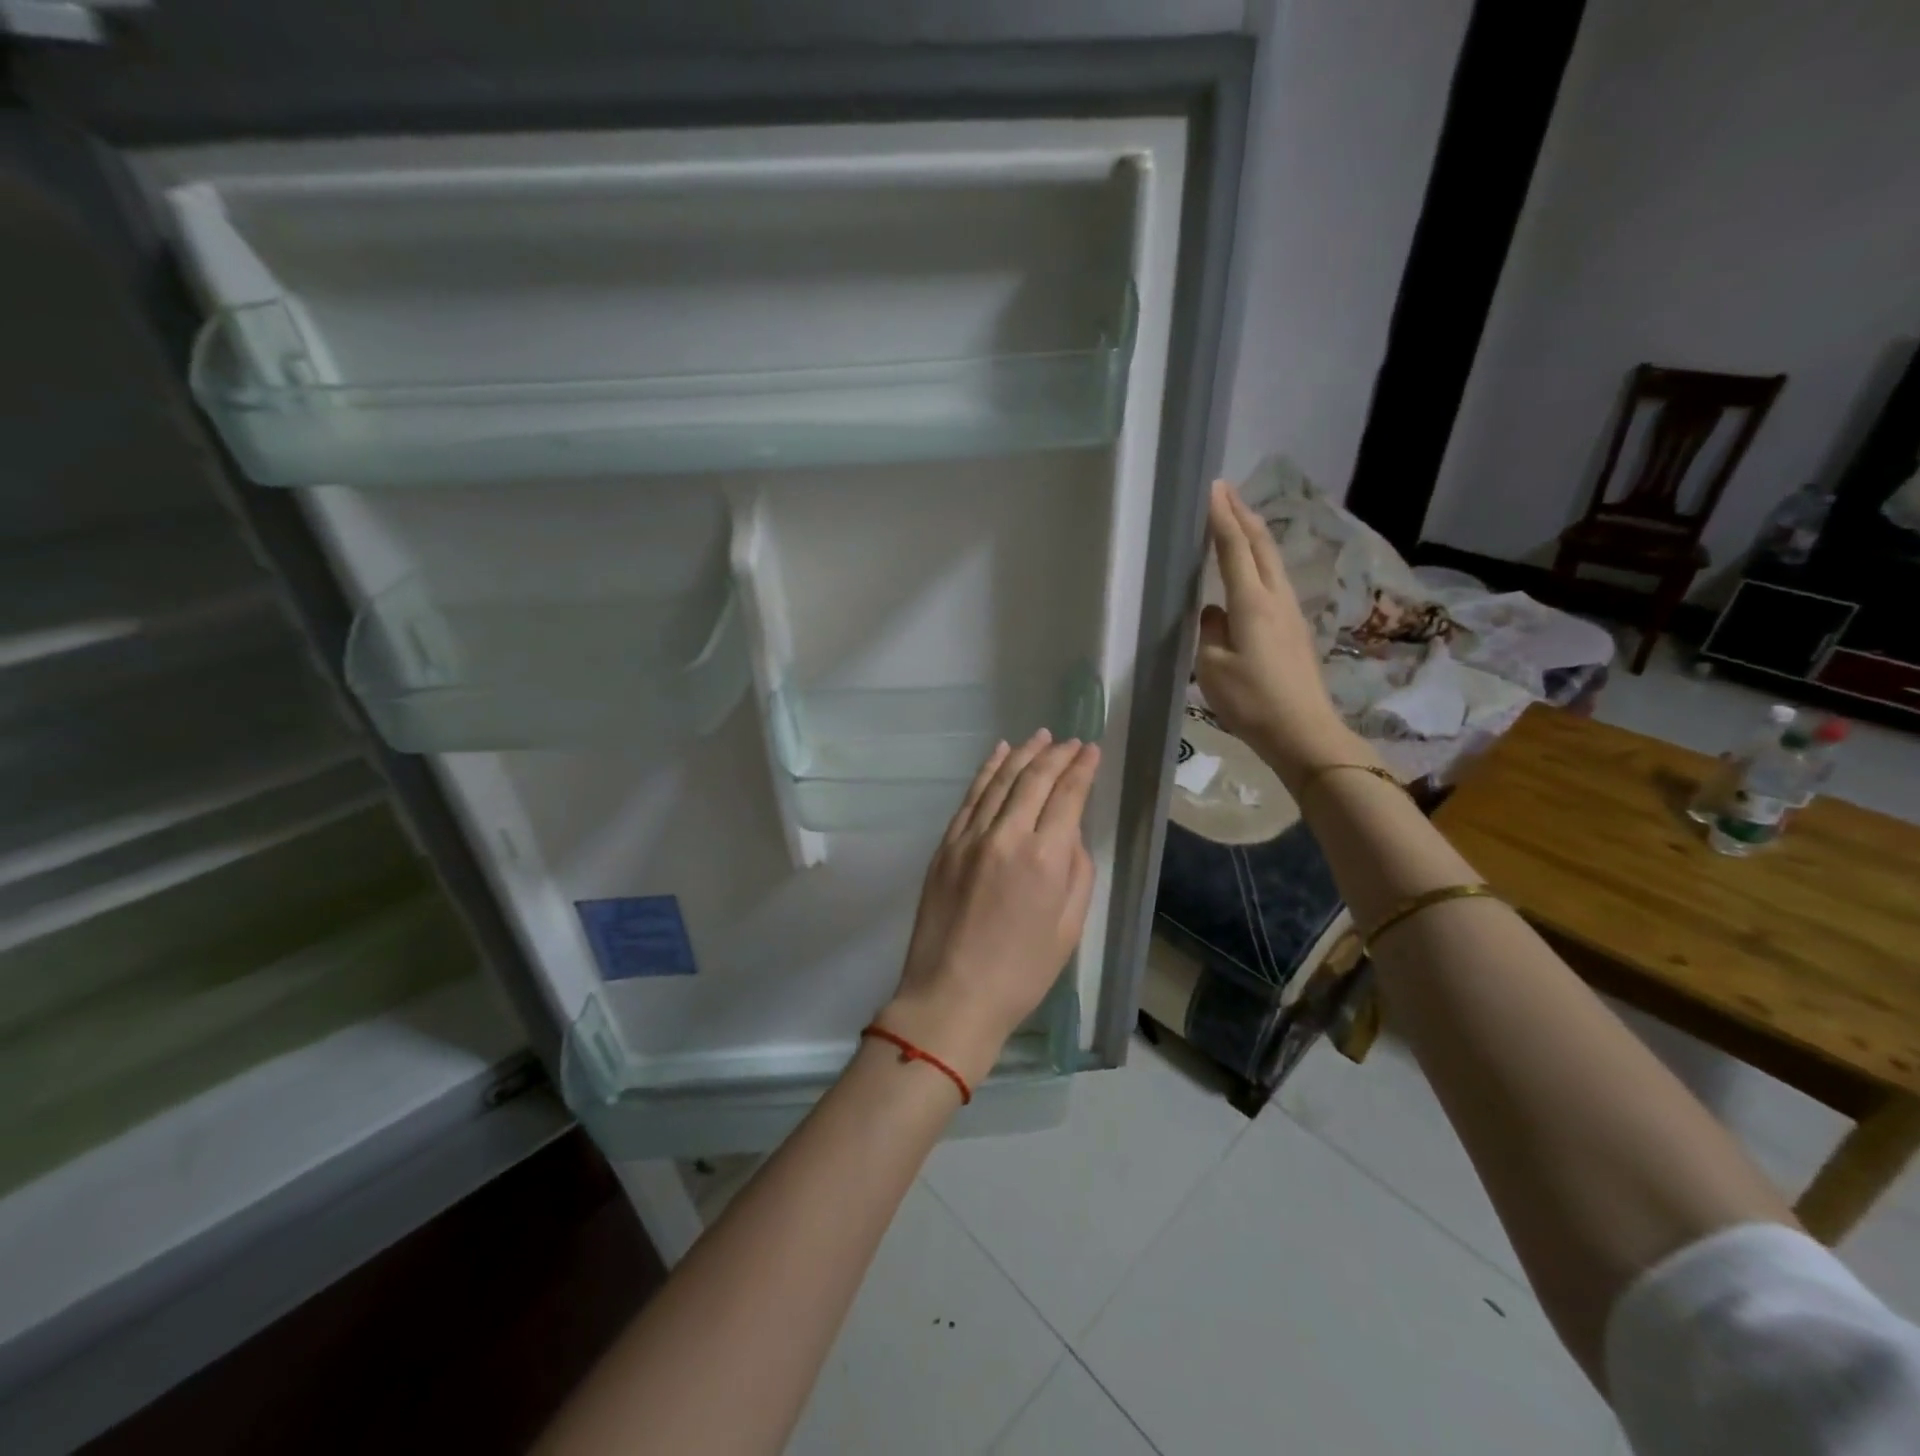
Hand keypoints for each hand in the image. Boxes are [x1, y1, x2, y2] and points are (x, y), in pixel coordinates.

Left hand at [878, 730, 1100, 1087]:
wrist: (952, 995)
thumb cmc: (1021, 973)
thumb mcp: (1069, 927)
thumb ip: (1077, 871)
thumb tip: (1070, 833)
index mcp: (1045, 858)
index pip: (1067, 796)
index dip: (1082, 769)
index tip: (1091, 750)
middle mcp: (1006, 836)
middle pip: (1033, 779)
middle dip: (1056, 754)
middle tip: (1071, 741)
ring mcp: (969, 837)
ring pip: (999, 780)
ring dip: (1022, 754)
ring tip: (1040, 736)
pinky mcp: (945, 845)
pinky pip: (970, 797)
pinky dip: (986, 771)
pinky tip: (998, 755)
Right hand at [1195, 479, 1362, 787]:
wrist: (1303, 732)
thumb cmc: (1252, 701)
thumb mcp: (1213, 668)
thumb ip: (1209, 632)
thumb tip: (1213, 612)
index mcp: (1252, 604)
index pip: (1234, 549)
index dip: (1222, 518)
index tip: (1213, 488)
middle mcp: (1276, 599)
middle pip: (1261, 546)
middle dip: (1243, 515)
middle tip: (1226, 491)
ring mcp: (1290, 613)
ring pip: (1272, 561)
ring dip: (1254, 536)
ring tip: (1237, 520)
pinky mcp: (1295, 629)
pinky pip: (1275, 581)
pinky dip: (1260, 561)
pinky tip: (1251, 569)